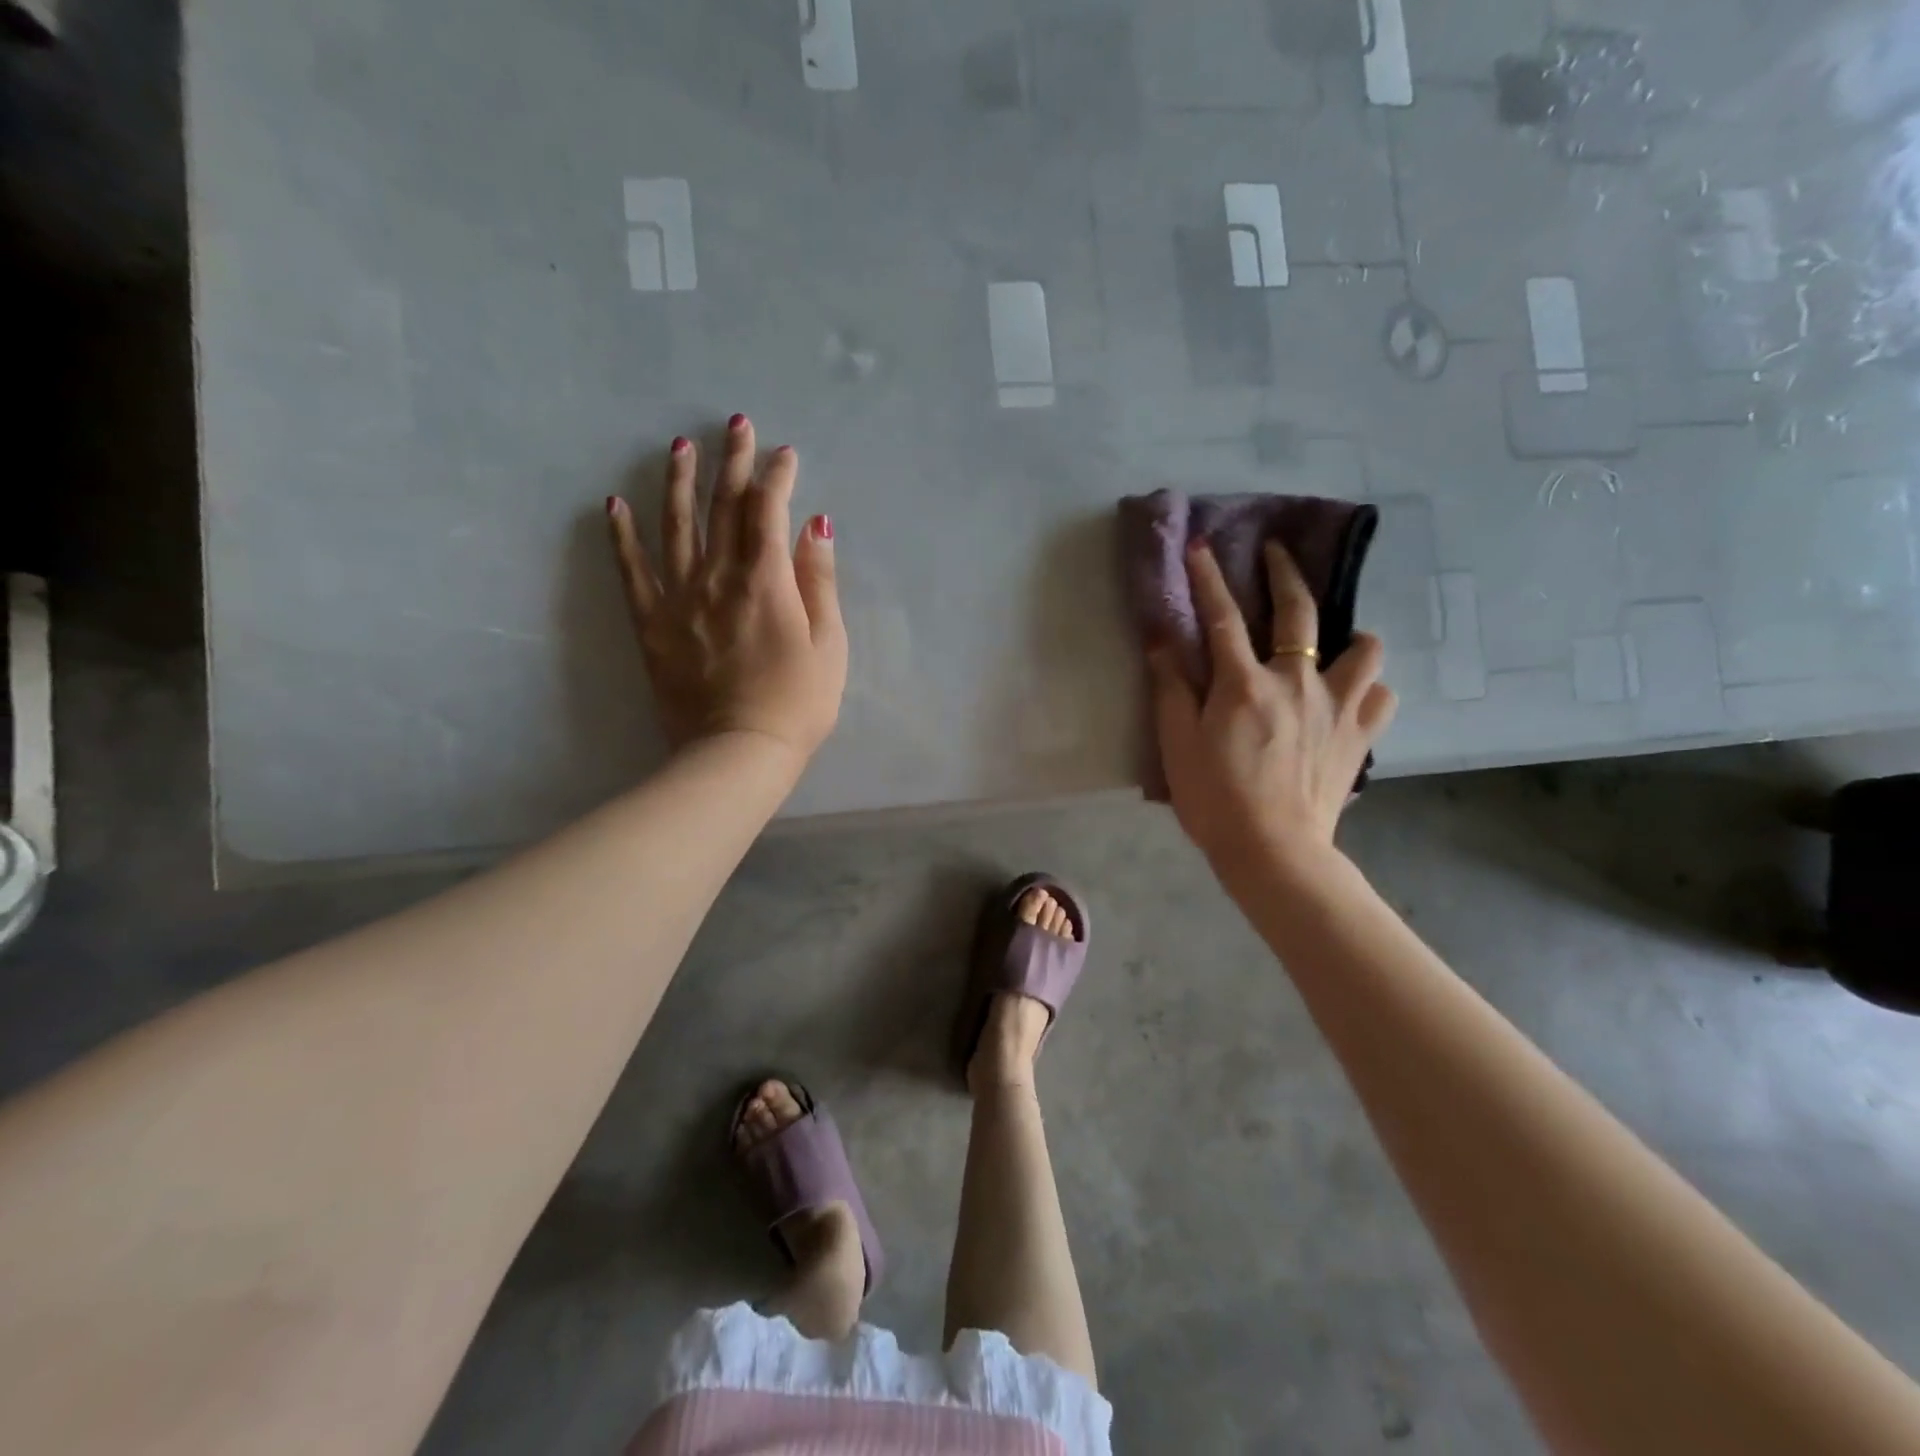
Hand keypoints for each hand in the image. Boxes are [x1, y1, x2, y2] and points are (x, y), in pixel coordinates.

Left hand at [607, 415, 846, 765]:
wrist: (738, 753)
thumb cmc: (798, 704)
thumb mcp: (830, 645)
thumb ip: (820, 581)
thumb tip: (815, 525)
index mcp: (767, 581)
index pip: (769, 511)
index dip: (778, 476)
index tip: (786, 453)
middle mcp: (719, 577)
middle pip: (724, 506)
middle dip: (733, 462)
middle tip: (736, 425)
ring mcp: (680, 598)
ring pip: (676, 526)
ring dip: (679, 481)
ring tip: (680, 446)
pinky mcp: (653, 625)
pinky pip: (632, 572)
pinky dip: (622, 536)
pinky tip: (615, 504)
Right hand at [1147, 538, 1395, 878]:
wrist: (1274, 851)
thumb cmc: (1215, 799)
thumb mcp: (1177, 744)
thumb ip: (1171, 689)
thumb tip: (1162, 641)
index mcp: (1244, 684)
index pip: (1221, 617)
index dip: (1207, 578)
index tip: (1200, 545)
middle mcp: (1297, 681)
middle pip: (1298, 611)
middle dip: (1284, 573)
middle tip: (1276, 552)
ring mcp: (1337, 706)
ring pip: (1364, 647)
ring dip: (1348, 636)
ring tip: (1333, 645)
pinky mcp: (1360, 735)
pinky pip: (1381, 695)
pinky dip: (1367, 688)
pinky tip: (1351, 698)